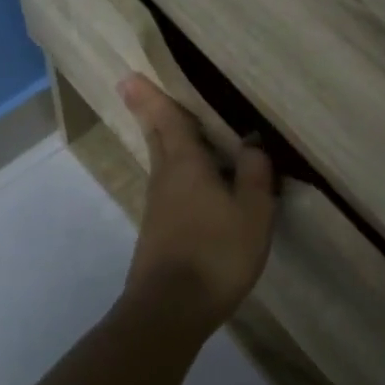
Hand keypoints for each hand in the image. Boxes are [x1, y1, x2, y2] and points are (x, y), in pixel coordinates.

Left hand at [118, 74, 275, 334]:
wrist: (171, 308)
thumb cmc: (217, 253)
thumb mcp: (252, 212)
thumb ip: (254, 174)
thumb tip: (251, 143)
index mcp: (186, 165)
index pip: (168, 120)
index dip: (152, 97)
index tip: (129, 76)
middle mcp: (165, 178)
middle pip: (157, 138)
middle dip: (151, 113)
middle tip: (139, 91)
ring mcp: (157, 206)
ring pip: (162, 163)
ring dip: (166, 142)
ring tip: (179, 130)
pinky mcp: (158, 230)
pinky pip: (169, 187)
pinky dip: (177, 172)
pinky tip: (195, 183)